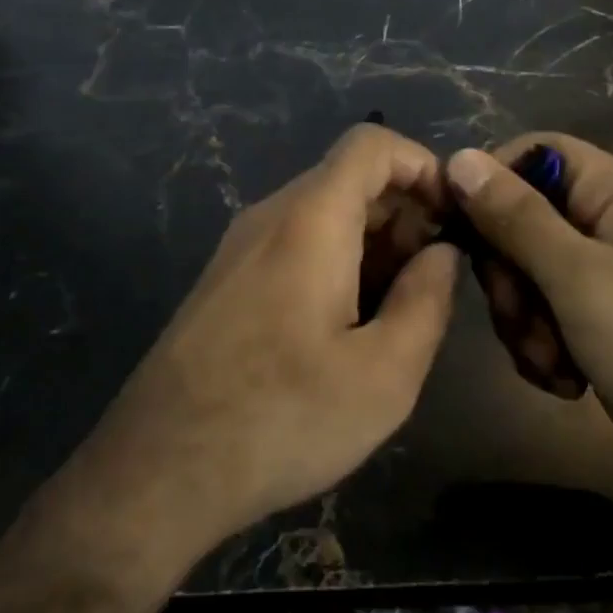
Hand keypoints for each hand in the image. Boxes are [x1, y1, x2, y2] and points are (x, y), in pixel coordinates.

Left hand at [85, 124, 459, 552]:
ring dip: (372, 244)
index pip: (371, 144)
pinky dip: (337, 262)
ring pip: (323, 213)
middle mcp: (269, 216)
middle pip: (349, 178)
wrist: (159, 468)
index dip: (423, 166)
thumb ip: (427, 299)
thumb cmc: (282, 419)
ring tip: (396, 313)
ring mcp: (240, 247)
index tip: (453, 220)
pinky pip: (294, 244)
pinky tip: (346, 328)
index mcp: (310, 220)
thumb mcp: (384, 374)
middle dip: (404, 214)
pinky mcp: (226, 280)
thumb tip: (442, 252)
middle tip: (431, 281)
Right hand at [445, 132, 612, 519]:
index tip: (454, 231)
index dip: (489, 183)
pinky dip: (544, 348)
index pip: (532, 154)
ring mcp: (608, 278)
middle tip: (522, 317)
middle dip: (508, 275)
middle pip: (521, 220)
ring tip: (551, 363)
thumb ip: (515, 218)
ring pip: (527, 275)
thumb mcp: (581, 278)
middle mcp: (611, 224)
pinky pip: (547, 317)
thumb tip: (458, 157)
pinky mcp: (604, 326)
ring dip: (524, 320)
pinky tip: (565, 382)